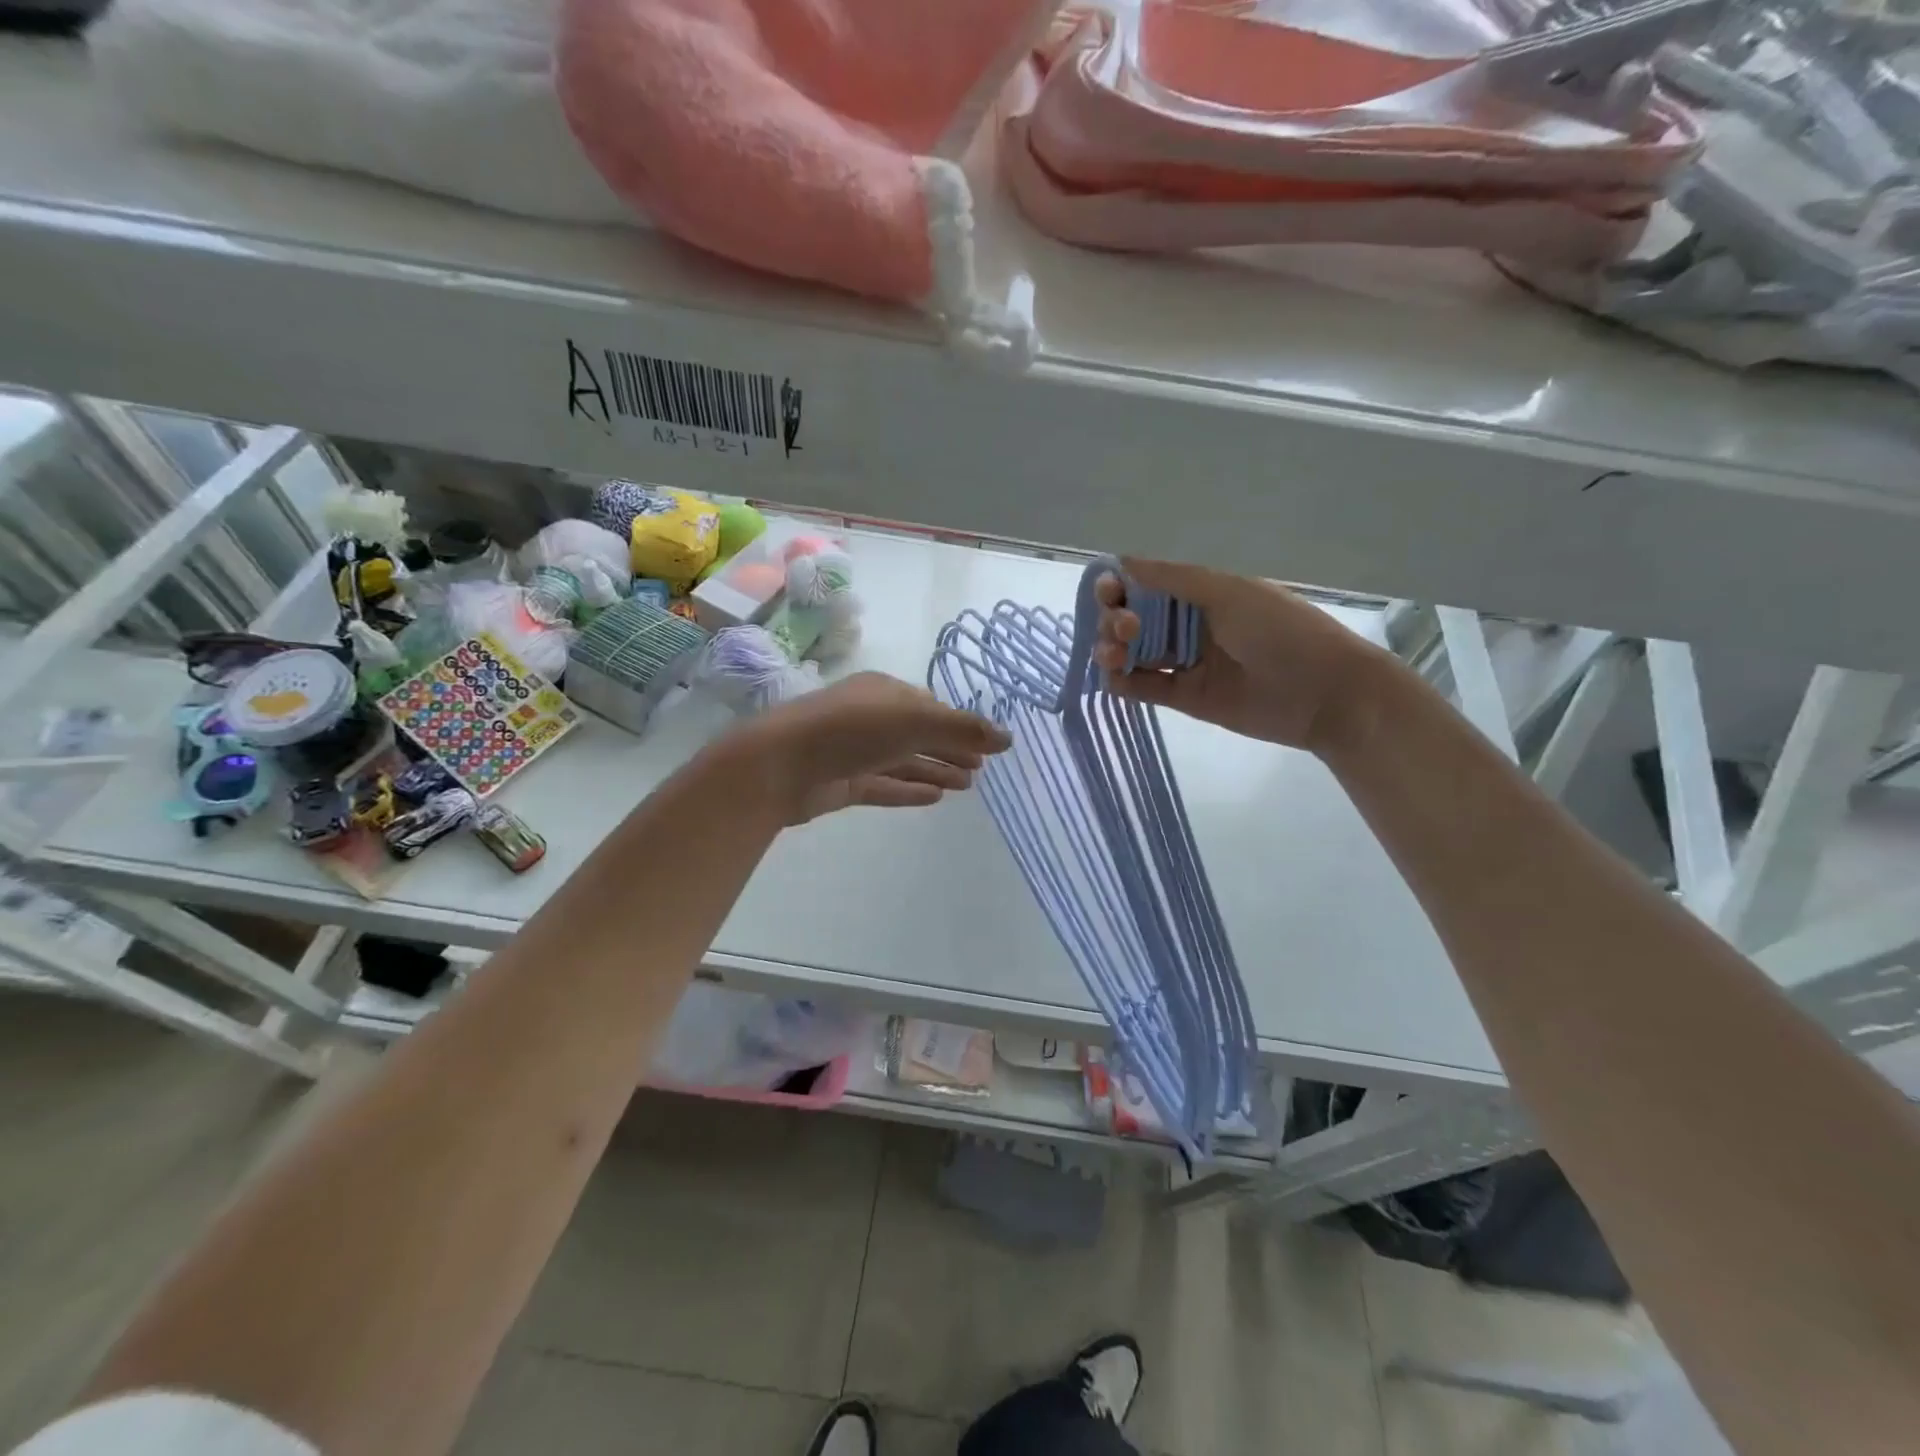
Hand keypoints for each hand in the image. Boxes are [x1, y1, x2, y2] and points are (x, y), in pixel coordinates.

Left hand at [739, 671, 1011, 823]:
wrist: (781, 763)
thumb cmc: (852, 729)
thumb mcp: (915, 720)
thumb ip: (963, 729)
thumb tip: (1009, 738)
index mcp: (885, 693)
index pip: (930, 707)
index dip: (960, 726)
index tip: (987, 746)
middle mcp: (870, 718)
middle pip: (919, 734)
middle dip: (950, 749)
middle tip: (981, 770)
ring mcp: (855, 752)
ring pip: (904, 761)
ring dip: (935, 771)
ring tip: (967, 786)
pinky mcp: (842, 783)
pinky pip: (885, 785)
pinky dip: (910, 789)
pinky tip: (935, 798)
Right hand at [1091, 558, 1392, 754]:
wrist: (1324, 693)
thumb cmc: (1280, 631)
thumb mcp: (1228, 592)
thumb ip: (1173, 578)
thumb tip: (1121, 562)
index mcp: (1200, 594)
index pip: (1146, 586)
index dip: (1120, 587)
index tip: (1108, 593)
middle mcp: (1188, 625)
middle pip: (1133, 619)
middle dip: (1116, 619)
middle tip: (1126, 628)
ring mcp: (1186, 663)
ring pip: (1133, 653)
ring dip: (1113, 650)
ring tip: (1114, 656)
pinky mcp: (1185, 699)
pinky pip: (1144, 688)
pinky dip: (1123, 682)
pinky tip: (1114, 678)